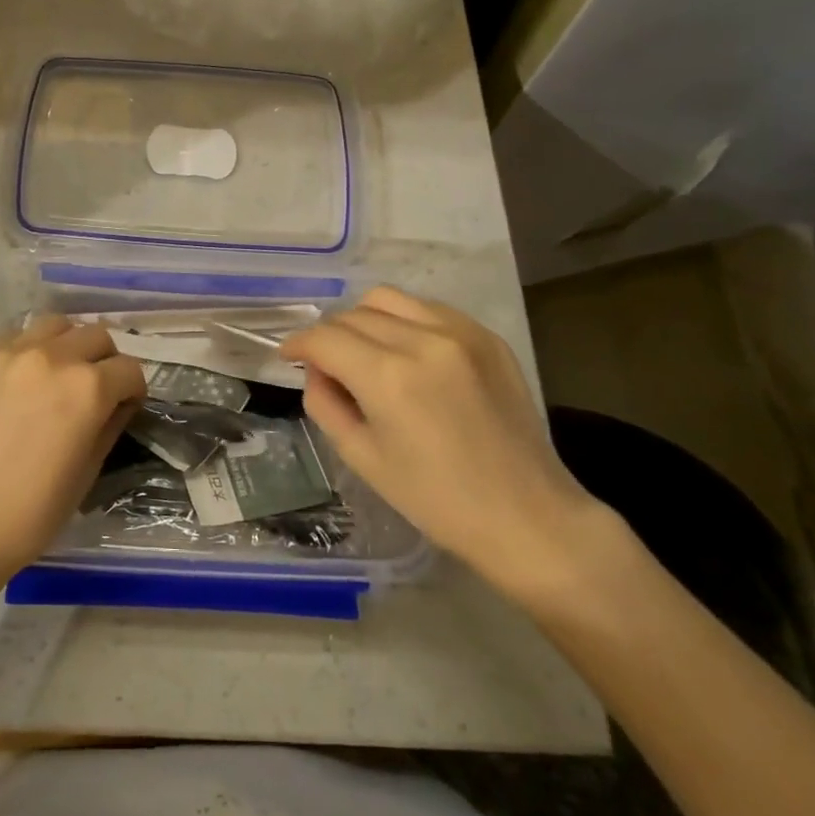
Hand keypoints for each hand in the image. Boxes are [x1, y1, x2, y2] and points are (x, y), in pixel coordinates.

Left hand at [0, 316, 145, 592]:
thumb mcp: (88, 471)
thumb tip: (119, 402)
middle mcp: (53, 357)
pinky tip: (23, 380)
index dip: (133, 391)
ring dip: (69, 344)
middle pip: (97, 335)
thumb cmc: (33, 512)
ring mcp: (11, 354)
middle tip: (96, 390)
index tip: (124, 408)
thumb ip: (110, 424)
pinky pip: (16, 337)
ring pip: (56, 325)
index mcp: (87, 387)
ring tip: (60, 375)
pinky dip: (31, 349)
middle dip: (106, 361)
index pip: (129, 369)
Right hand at [280, 287, 610, 601]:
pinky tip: (408, 353)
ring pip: (387, 299)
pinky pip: (428, 308)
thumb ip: (325, 402)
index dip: (297, 344)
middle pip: (352, 314)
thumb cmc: (435, 500)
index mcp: (387, 377)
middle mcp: (421, 340)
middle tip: (328, 367)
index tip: (288, 356)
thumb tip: (317, 370)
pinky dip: (404, 321)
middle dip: (329, 336)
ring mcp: (460, 333)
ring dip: (363, 320)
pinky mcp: (486, 336)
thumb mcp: (362, 457)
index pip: (324, 337)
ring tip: (366, 352)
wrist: (526, 516)